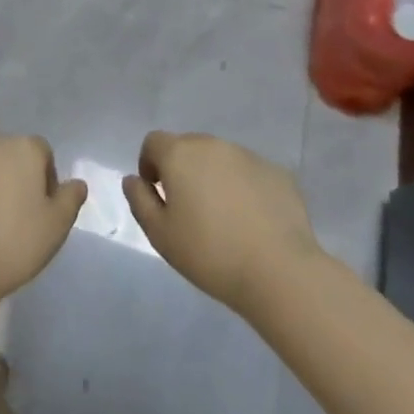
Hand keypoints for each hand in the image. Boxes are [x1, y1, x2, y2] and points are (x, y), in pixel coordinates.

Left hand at [0, 135, 86, 303]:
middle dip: (9, 176)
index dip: (43, 178)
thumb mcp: (56, 228)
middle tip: (7, 215)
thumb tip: (77, 183)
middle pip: (5, 154)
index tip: (39, 209)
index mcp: (22, 148)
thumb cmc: (13, 245)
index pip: (40, 152)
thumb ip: (70, 199)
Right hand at [123, 132, 320, 314]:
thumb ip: (140, 200)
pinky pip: (250, 174)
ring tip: (223, 217)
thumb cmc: (210, 253)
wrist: (280, 272)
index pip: (154, 142)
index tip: (156, 193)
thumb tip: (133, 180)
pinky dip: (244, 188)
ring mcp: (248, 156)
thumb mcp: (160, 235)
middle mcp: (212, 145)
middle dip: (182, 170)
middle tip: (189, 209)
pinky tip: (252, 221)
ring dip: (214, 177)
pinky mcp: (277, 173)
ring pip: (221, 159)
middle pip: (188, 147)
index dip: (149, 164)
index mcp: (180, 154)